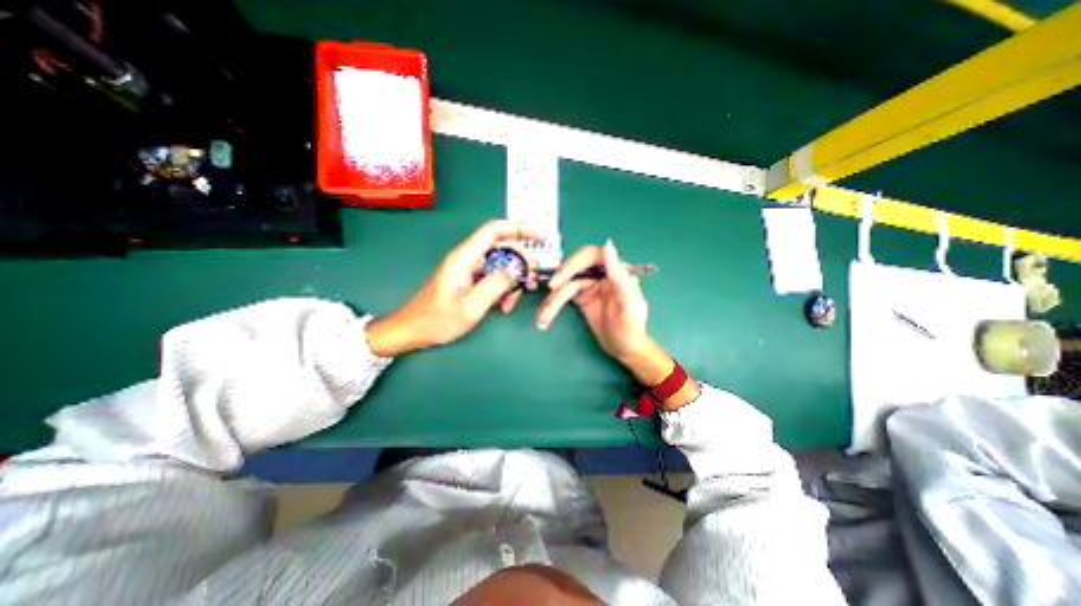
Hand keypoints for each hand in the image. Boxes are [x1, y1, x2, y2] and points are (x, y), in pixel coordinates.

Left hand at [370, 220, 541, 353]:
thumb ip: (496, 285)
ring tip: (512, 302)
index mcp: (466, 257)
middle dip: (521, 264)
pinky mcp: (470, 280)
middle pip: (503, 249)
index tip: (539, 238)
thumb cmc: (439, 319)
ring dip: (512, 281)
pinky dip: (502, 289)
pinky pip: (493, 278)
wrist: (414, 330)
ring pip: (500, 265)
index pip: (495, 230)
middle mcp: (469, 258)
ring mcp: (470, 269)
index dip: (519, 229)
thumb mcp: (471, 305)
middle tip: (530, 283)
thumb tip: (517, 270)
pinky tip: (503, 306)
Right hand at [538, 241, 700, 407]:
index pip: (592, 256)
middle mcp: (601, 274)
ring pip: (564, 285)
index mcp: (616, 271)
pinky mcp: (580, 297)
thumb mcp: (629, 305)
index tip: (559, 280)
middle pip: (574, 269)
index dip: (573, 264)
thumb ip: (620, 277)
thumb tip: (608, 246)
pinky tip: (544, 318)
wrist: (624, 349)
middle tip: (550, 295)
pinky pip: (562, 296)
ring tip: (542, 318)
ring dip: (552, 301)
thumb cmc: (631, 329)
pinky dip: (552, 306)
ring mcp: (589, 285)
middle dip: (559, 282)